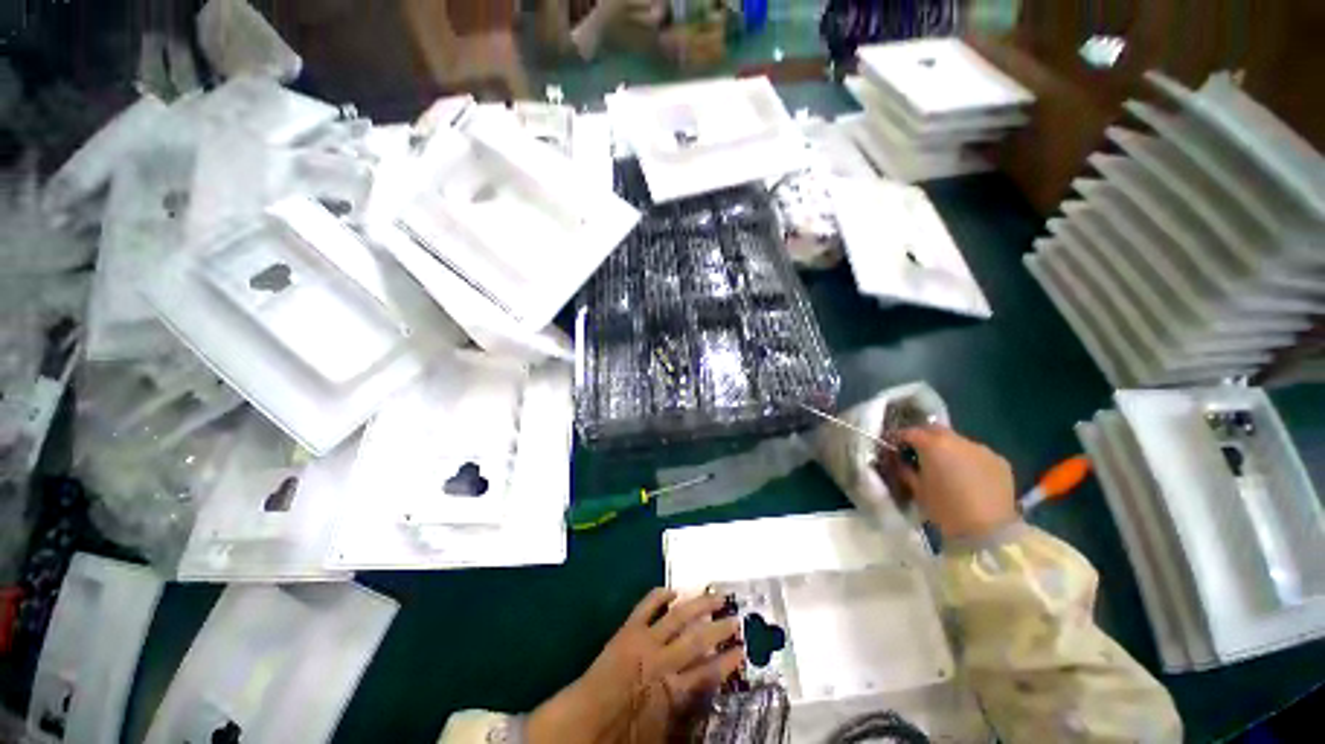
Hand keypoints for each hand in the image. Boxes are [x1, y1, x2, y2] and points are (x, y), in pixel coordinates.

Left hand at [528, 589, 742, 743]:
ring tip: (716, 595)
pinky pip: (647, 605)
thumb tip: (701, 691)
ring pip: (678, 616)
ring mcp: (645, 639)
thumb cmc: (622, 731)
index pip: (708, 672)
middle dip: (719, 628)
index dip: (727, 661)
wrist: (583, 719)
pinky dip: (660, 595)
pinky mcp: (629, 628)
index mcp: (671, 689)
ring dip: (698, 604)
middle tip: (736, 618)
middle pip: (697, 639)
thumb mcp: (660, 727)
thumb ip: (682, 708)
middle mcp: (662, 659)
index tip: (743, 651)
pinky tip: (673, 589)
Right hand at [882, 427, 1016, 539]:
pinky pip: (977, 454)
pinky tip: (968, 477)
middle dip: (924, 438)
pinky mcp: (1000, 461)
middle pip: (935, 430)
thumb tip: (899, 460)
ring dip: (948, 449)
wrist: (989, 532)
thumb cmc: (945, 510)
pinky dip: (968, 460)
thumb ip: (904, 469)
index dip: (899, 438)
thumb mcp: (916, 489)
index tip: (894, 447)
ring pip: (958, 441)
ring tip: (946, 467)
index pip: (909, 432)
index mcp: (933, 444)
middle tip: (918, 453)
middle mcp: (958, 440)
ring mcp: (982, 449)